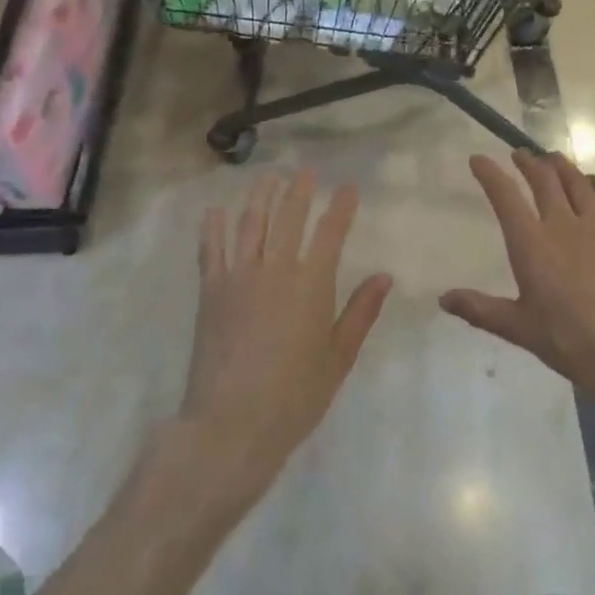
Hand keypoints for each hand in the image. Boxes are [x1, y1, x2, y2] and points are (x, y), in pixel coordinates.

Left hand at [185, 171, 392, 494]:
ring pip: (250, 224)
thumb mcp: (339, 356)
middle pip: (288, 218)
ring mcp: (238, 278)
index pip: (331, 232)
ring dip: (260, 197)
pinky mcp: (210, 293)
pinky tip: (217, 210)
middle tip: (305, 171)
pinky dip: (214, 227)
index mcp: (312, 284)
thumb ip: (360, 312)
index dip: (341, 207)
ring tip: (268, 178)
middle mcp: (275, 270)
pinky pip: (211, 250)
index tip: (348, 187)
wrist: (231, 424)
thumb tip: (384, 276)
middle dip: (299, 190)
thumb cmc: (295, 395)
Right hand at [441, 151, 594, 438]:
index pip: (506, 198)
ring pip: (579, 185)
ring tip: (554, 158)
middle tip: (520, 154)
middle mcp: (563, 226)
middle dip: (529, 163)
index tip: (478, 159)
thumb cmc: (570, 341)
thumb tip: (443, 299)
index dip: (490, 175)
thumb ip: (480, 310)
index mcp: (532, 244)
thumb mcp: (519, 328)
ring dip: (564, 167)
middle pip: (545, 181)